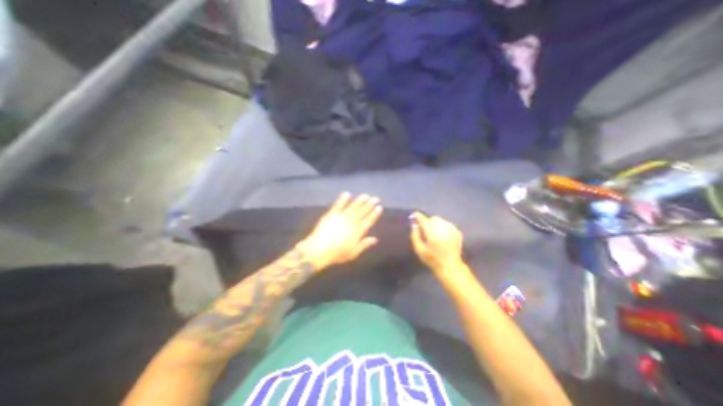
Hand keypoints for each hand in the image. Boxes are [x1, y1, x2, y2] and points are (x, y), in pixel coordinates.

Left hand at [294, 192, 382, 269]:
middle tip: (375, 198)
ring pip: (353, 207)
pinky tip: (347, 194)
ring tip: (365, 195)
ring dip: (360, 201)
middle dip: (370, 205)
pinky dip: (343, 199)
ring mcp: (342, 217)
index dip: (374, 214)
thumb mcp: (353, 253)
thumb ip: (364, 245)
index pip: (369, 220)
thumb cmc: (337, 254)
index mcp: (358, 231)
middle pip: (362, 212)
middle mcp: (352, 222)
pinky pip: (338, 205)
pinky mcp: (332, 214)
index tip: (379, 207)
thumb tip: (375, 239)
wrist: (319, 250)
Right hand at [413, 212, 463, 271]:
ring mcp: (452, 229)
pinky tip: (442, 236)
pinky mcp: (457, 232)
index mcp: (432, 233)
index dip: (418, 216)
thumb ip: (415, 235)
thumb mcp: (419, 249)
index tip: (414, 215)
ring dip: (436, 224)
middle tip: (426, 230)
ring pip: (441, 220)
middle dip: (428, 222)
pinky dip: (443, 227)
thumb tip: (414, 224)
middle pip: (433, 218)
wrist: (450, 266)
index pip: (424, 220)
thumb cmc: (432, 259)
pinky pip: (448, 224)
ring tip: (434, 233)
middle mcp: (443, 228)